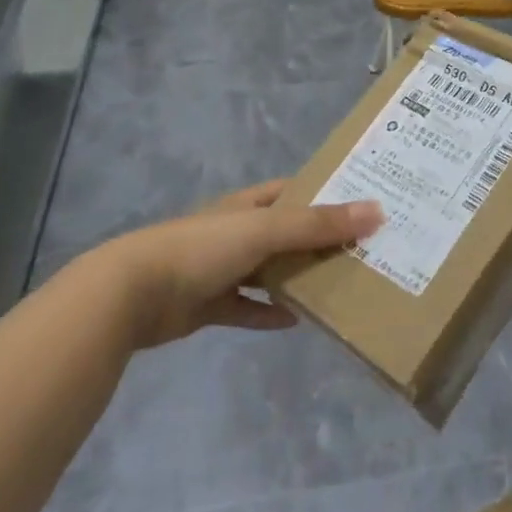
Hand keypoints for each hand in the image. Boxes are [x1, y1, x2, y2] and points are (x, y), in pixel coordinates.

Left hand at [101, 180, 382, 348]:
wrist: (134, 293)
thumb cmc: (203, 248)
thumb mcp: (265, 230)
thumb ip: (318, 224)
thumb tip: (377, 211)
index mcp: (248, 205)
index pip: (293, 190)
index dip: (325, 192)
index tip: (363, 201)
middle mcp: (237, 232)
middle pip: (286, 233)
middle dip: (319, 240)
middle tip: (363, 249)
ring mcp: (221, 268)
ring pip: (269, 271)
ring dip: (297, 277)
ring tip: (340, 285)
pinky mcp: (209, 305)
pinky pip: (247, 308)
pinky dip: (269, 313)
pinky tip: (297, 321)